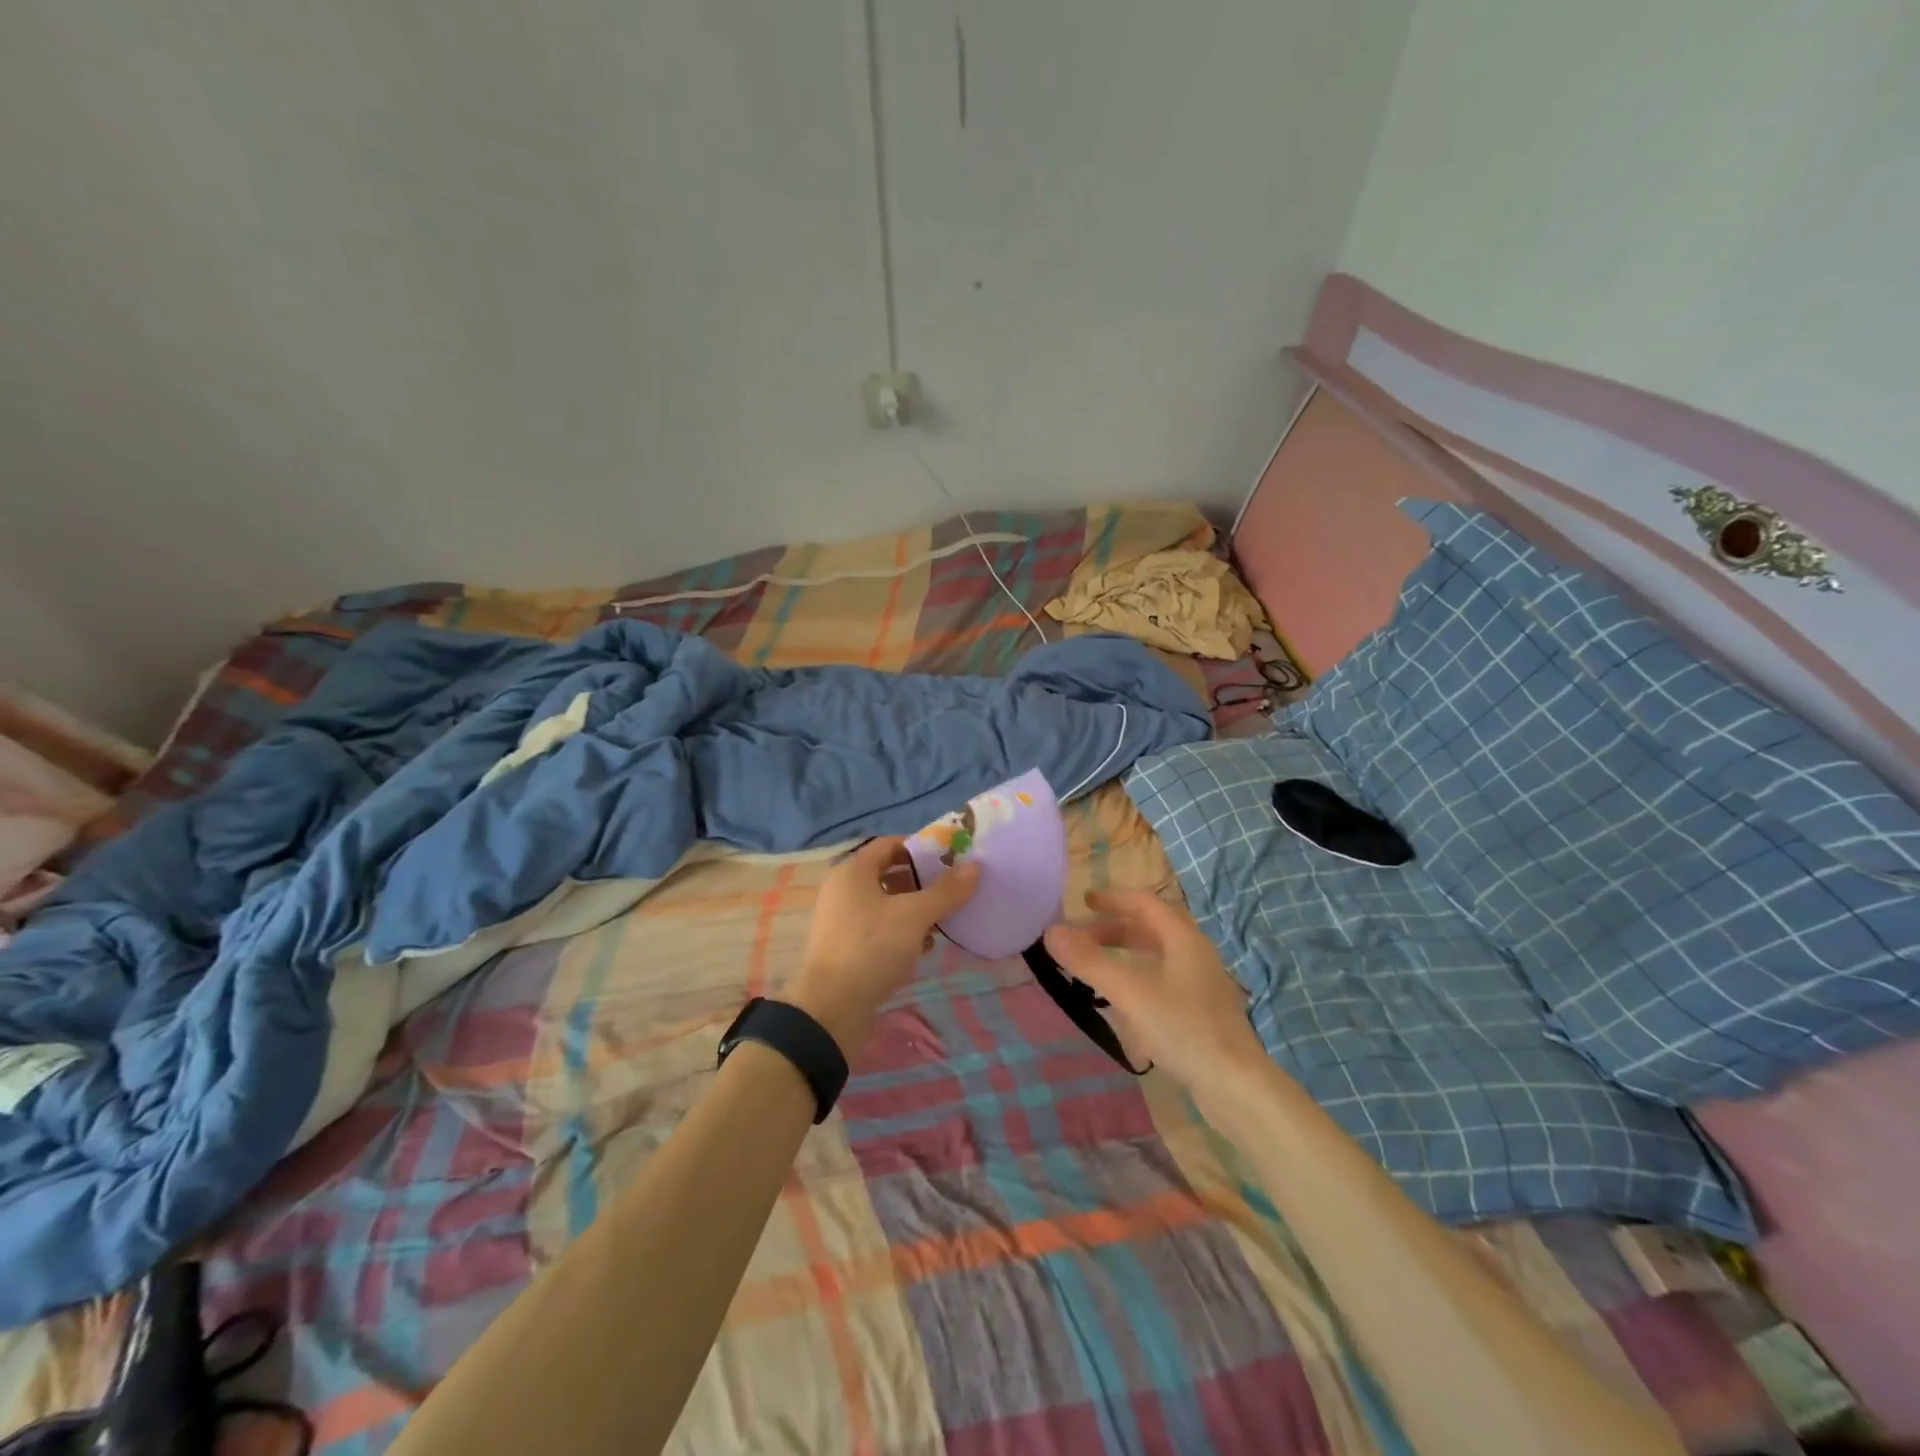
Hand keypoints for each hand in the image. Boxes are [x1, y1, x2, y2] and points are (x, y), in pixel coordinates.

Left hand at [786, 837, 980, 1052]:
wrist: (831, 1008)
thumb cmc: (872, 948)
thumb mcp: (914, 916)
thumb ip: (946, 891)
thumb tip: (975, 866)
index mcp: (853, 871)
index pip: (889, 844)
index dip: (920, 848)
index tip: (949, 859)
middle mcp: (842, 890)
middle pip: (887, 874)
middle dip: (920, 881)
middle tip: (950, 891)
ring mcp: (841, 920)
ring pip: (884, 904)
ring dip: (913, 909)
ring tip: (941, 921)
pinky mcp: (844, 948)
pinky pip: (877, 929)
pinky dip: (899, 932)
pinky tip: (922, 948)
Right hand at [1042, 890, 1266, 1094]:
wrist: (1237, 1086)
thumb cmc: (1183, 1029)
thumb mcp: (1130, 992)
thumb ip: (1089, 961)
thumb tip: (1051, 931)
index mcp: (1183, 938)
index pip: (1144, 903)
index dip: (1112, 899)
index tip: (1083, 903)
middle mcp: (1196, 953)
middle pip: (1152, 928)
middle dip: (1115, 929)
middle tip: (1083, 939)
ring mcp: (1203, 983)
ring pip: (1159, 955)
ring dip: (1127, 954)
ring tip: (1099, 969)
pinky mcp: (1204, 1010)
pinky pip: (1165, 979)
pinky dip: (1140, 978)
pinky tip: (1126, 1005)